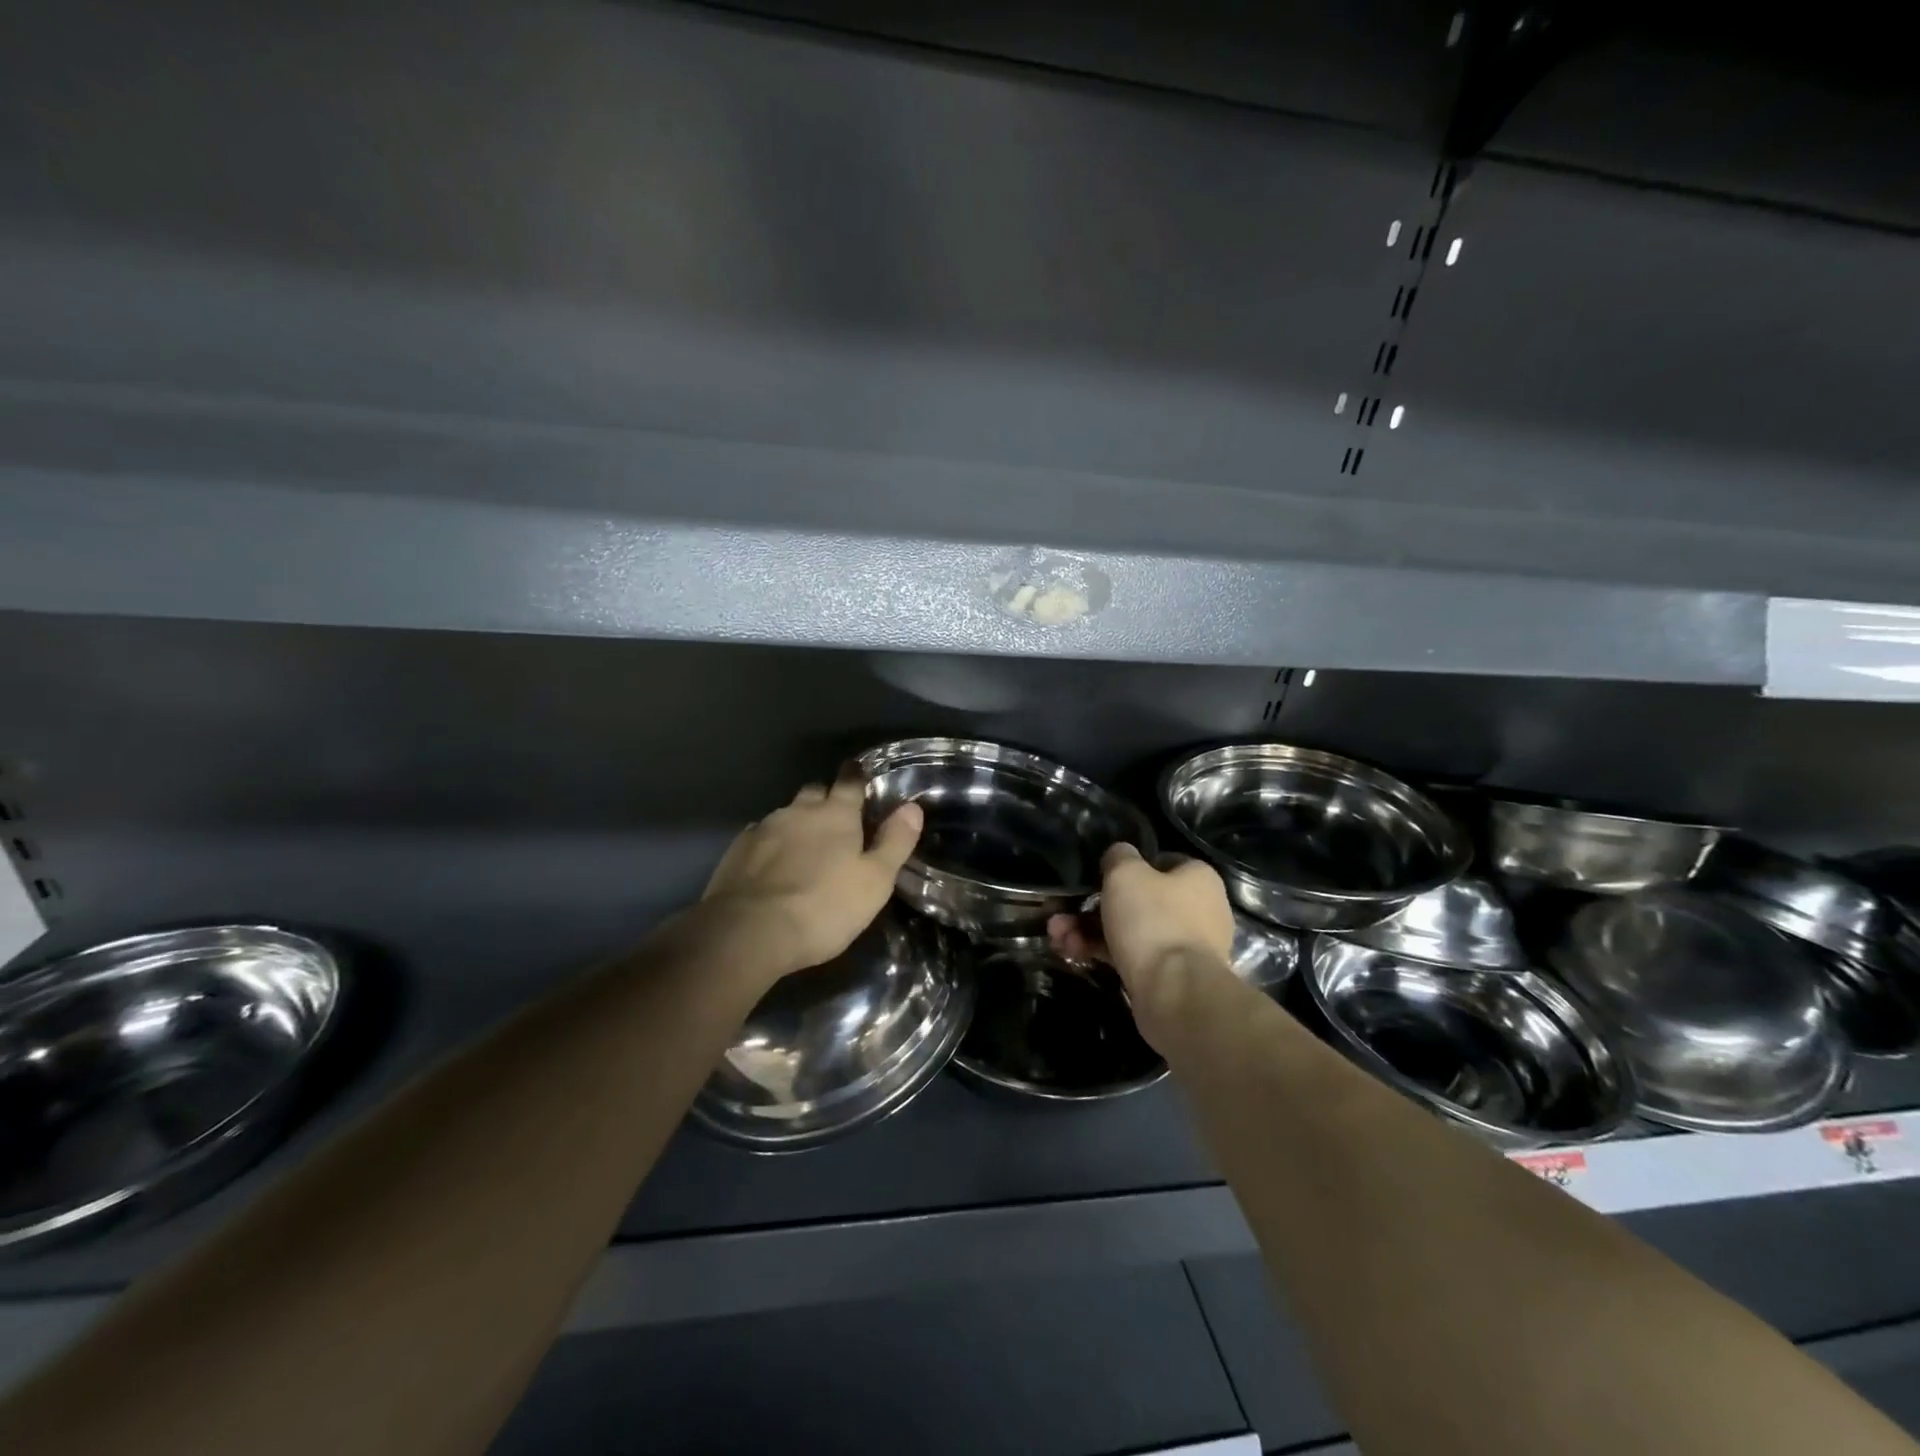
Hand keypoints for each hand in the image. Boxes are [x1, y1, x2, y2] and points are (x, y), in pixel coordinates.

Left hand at [702, 777, 923, 976]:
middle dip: (826, 798)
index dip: (857, 776)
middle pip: (814, 791)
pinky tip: (772, 863)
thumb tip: (912, 807)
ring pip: (786, 813)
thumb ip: (895, 842)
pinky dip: (771, 843)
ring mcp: (764, 828)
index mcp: (836, 814)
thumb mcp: (875, 881)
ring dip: (797, 822)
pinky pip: (760, 835)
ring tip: (804, 846)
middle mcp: (798, 811)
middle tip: (836, 817)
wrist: (748, 932)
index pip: (850, 781)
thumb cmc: (823, 907)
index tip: (859, 773)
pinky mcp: (737, 850)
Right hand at [1049, 844, 1233, 999]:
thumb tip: (1120, 855)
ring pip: (1128, 929)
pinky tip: (1071, 953)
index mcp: (1198, 878)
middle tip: (1060, 912)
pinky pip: (1129, 956)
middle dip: (1092, 906)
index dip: (1125, 866)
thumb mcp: (1126, 873)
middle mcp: (1197, 910)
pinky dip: (1101, 953)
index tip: (1097, 875)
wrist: (1176, 995)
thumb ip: (1119, 856)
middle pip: (1137, 899)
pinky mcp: (1168, 976)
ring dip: (1088, 930)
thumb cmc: (1154, 921)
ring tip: (1057, 936)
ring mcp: (1183, 946)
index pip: (1160, 861)